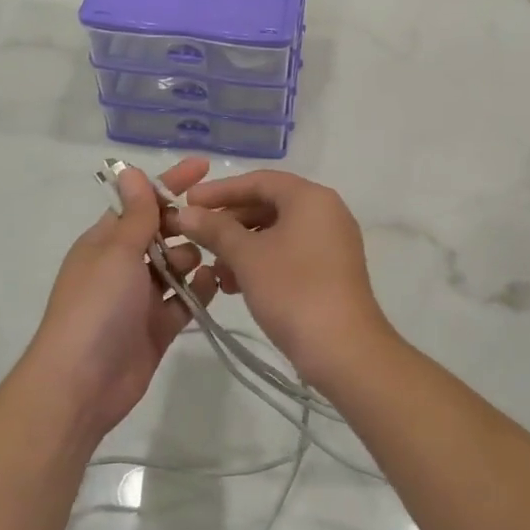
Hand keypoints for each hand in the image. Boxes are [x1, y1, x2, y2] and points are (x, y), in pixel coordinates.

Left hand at [22, 158, 218, 438]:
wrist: (81, 383)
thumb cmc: (96, 307)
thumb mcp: (116, 252)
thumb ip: (134, 214)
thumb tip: (130, 170)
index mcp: (106, 242)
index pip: (141, 203)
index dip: (170, 183)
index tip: (204, 166)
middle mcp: (123, 266)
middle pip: (162, 233)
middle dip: (187, 225)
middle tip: (217, 222)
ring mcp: (141, 298)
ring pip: (177, 267)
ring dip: (195, 258)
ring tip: (215, 255)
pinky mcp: (158, 327)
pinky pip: (185, 301)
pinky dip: (199, 291)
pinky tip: (216, 283)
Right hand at [172, 170, 393, 387]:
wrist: (343, 348)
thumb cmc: (293, 290)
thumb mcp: (247, 257)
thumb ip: (215, 229)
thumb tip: (186, 213)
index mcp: (310, 197)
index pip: (259, 180)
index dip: (220, 190)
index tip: (188, 202)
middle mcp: (326, 212)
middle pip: (269, 204)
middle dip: (230, 221)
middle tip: (196, 236)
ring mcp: (332, 242)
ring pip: (278, 232)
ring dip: (242, 246)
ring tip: (214, 269)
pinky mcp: (332, 270)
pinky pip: (290, 253)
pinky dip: (262, 262)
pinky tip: (235, 286)